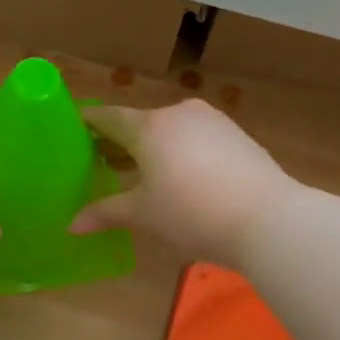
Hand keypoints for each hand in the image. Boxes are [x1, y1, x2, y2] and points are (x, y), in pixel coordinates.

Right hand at [71, 100, 295, 263]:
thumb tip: (71, 226)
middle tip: (103, 161)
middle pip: (141, 123)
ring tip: (142, 173)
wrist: (268, 219)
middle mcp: (179, 113)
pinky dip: (182, 152)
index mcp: (149, 126)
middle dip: (121, 141)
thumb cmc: (191, 213)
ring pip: (172, 130)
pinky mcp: (237, 136)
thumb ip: (105, 213)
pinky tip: (182, 177)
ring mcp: (213, 121)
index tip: (74, 129)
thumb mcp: (143, 215)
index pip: (109, 117)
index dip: (89, 124)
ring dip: (154, 147)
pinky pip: (197, 138)